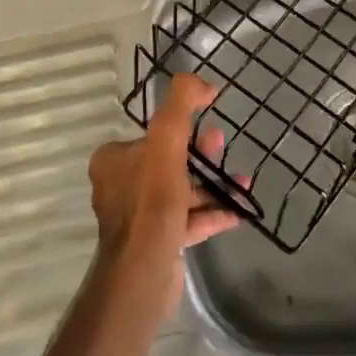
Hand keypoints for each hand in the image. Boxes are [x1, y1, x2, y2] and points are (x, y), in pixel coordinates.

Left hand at [89, 74, 243, 310]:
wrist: (143, 272)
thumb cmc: (151, 201)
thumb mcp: (166, 140)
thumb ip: (180, 104)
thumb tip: (203, 83)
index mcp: (113, 160)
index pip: (152, 136)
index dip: (182, 130)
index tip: (208, 127)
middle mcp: (120, 186)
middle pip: (168, 161)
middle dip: (201, 154)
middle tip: (223, 147)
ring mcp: (139, 217)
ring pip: (181, 191)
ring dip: (212, 185)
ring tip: (242, 180)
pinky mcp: (157, 242)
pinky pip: (189, 219)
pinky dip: (212, 212)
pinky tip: (239, 209)